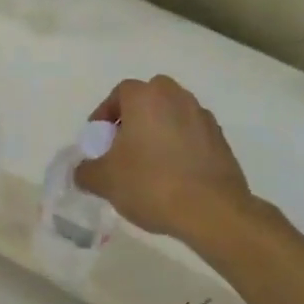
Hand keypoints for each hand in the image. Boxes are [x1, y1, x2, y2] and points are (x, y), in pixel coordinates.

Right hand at [74, 75, 251, 242]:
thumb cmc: (151, 183)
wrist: (212, 210)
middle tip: (123, 147)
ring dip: (158, 132)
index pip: (119, 94)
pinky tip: (174, 175)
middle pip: (148, 100)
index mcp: (145, 97)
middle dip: (134, 119)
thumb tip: (82, 171)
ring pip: (172, 116)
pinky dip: (180, 147)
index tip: (99, 140)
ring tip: (149, 164)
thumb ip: (86, 171)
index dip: (105, 115)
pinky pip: (192, 135)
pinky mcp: (220, 139)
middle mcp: (175, 97)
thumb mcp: (105, 181)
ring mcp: (202, 116)